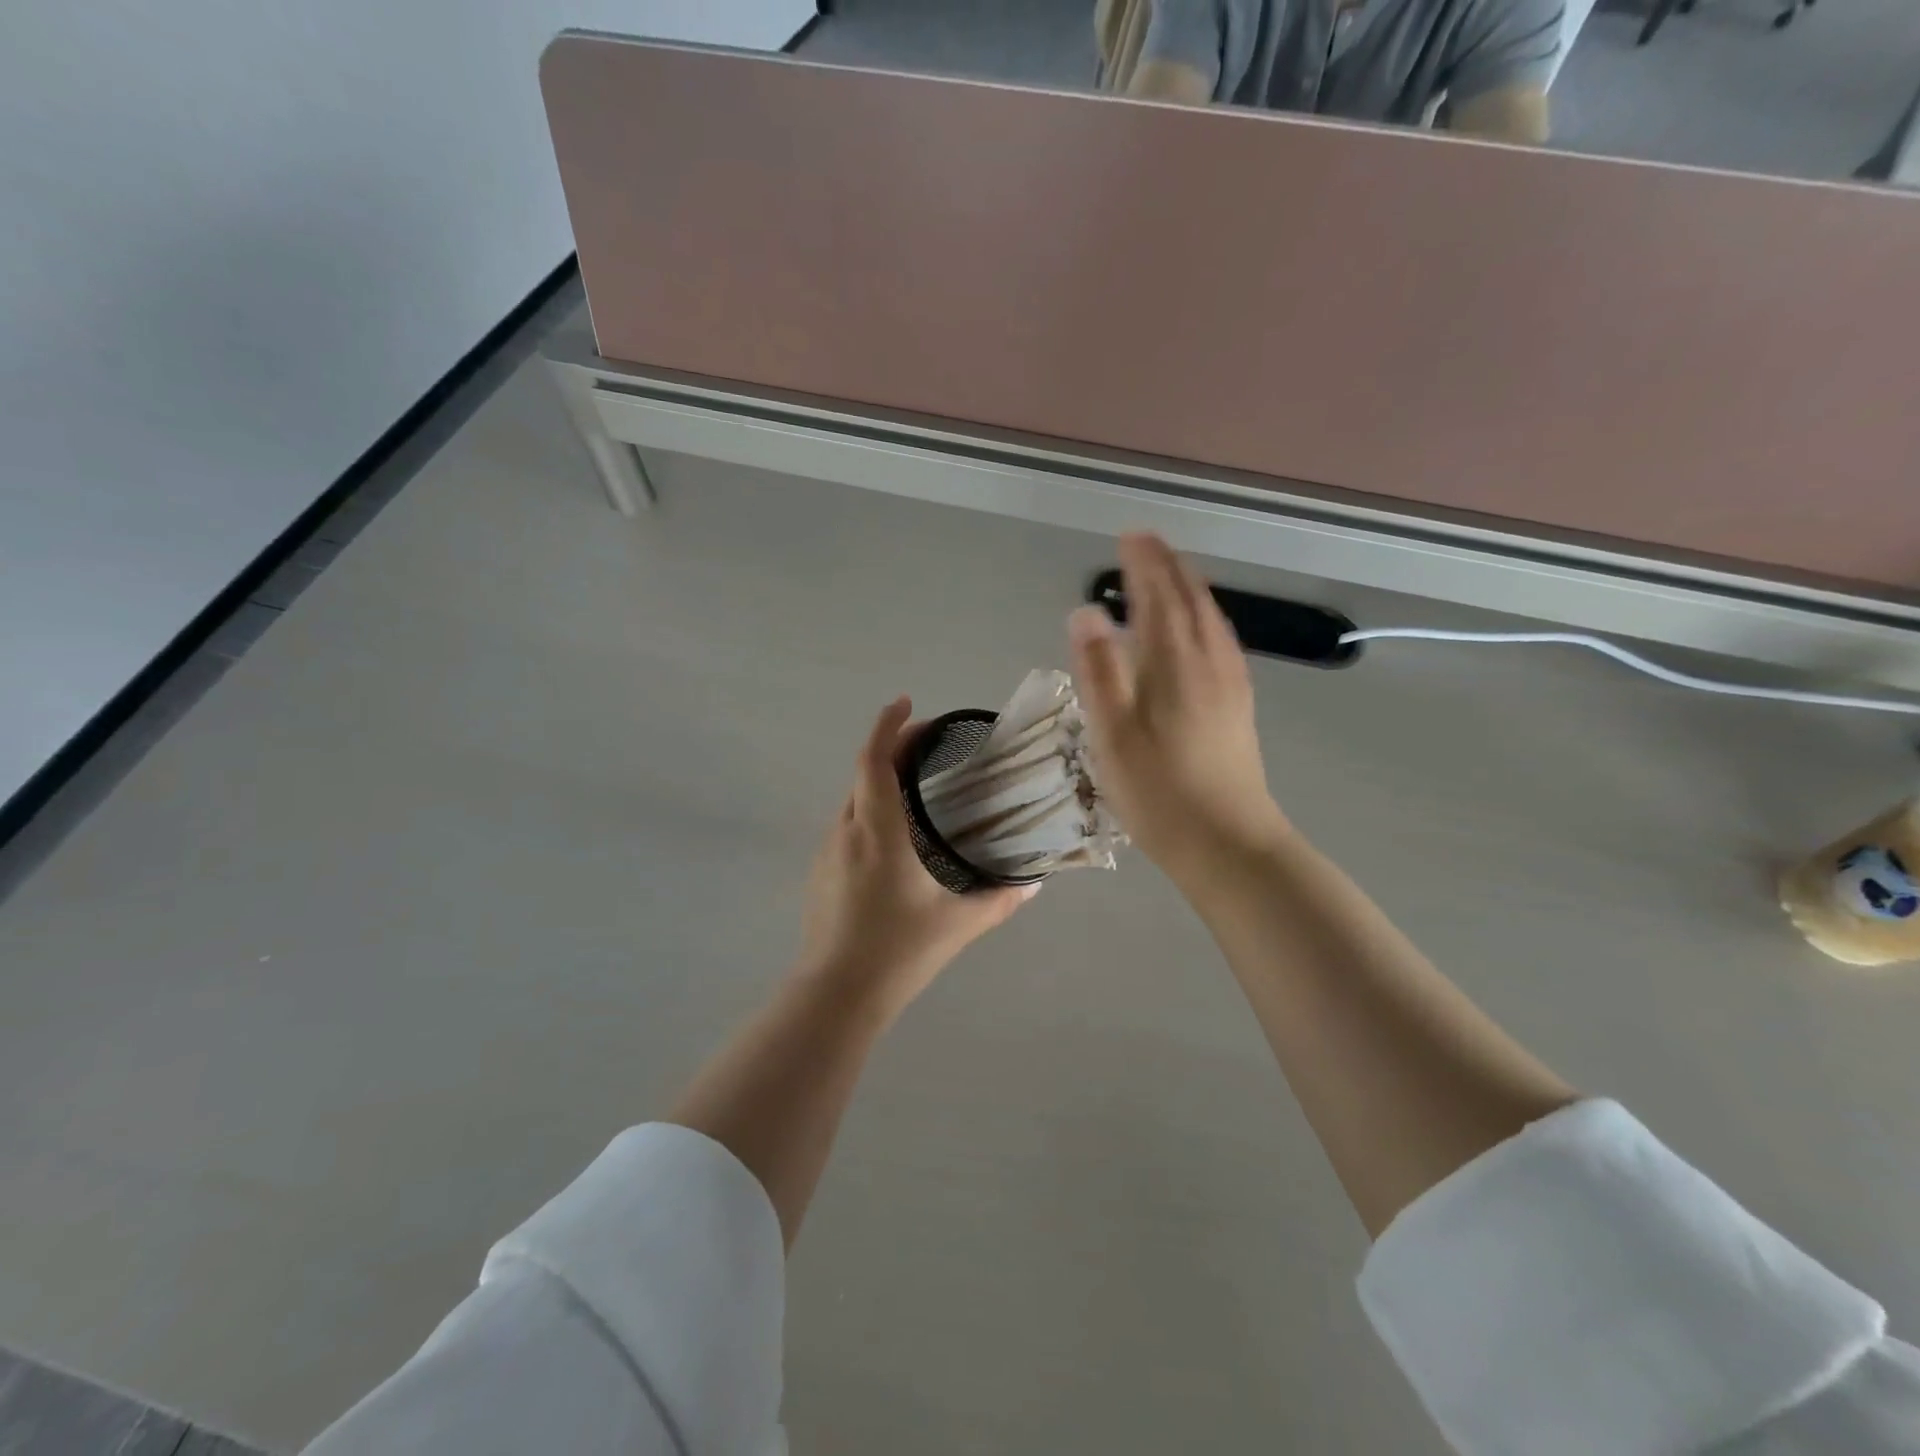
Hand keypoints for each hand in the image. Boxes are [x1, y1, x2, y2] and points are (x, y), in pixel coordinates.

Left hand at [798, 697, 1036, 1015]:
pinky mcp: (821, 873)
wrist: (836, 994)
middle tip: (926, 742)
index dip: (889, 725)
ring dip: (879, 780)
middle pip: (864, 772)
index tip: (906, 703)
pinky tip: (893, 837)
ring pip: (853, 799)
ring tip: (915, 784)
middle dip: (891, 747)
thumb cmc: (898, 951)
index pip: (875, 760)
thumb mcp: (957, 924)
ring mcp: (828, 852)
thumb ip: (999, 899)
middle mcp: (847, 830)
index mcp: (878, 830)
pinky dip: (869, 810)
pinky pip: (847, 825)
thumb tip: (1033, 883)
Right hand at [1068, 534, 1291, 885]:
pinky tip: (1202, 630)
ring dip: (1190, 589)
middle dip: (1168, 567)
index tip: (1130, 536)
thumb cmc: (1159, 791)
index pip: (1159, 598)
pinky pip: (1222, 641)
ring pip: (1211, 620)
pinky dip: (1206, 618)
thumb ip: (1099, 670)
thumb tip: (1086, 612)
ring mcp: (1230, 684)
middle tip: (1146, 544)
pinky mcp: (1238, 706)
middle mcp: (1209, 663)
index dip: (1144, 564)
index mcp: (1175, 664)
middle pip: (1191, 601)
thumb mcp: (1113, 734)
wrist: (1228, 842)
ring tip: (1171, 574)